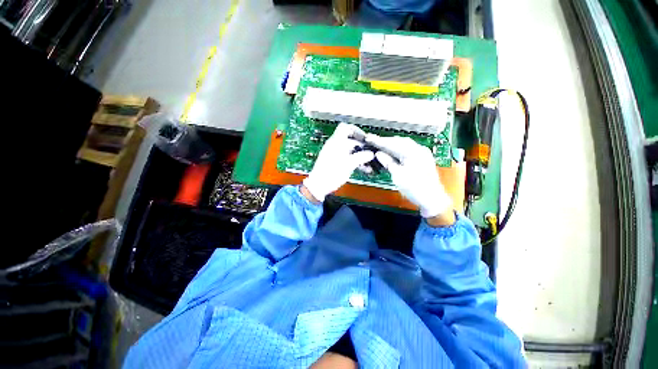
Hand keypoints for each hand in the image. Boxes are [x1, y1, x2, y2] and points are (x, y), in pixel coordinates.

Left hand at [302, 123, 374, 201]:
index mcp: (336, 142)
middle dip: (362, 147)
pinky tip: (362, 169)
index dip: (356, 131)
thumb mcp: (349, 164)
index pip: (345, 127)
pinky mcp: (335, 163)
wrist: (319, 185)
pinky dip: (355, 162)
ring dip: (360, 156)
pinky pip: (347, 158)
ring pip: (350, 151)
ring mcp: (334, 154)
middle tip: (370, 154)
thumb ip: (361, 157)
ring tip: (369, 164)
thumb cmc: (331, 173)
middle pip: (350, 141)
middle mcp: (335, 146)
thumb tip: (370, 154)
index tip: (364, 138)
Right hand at [366, 135, 452, 218]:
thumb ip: (388, 162)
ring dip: (392, 145)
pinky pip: (408, 150)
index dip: (380, 141)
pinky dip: (398, 150)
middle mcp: (419, 149)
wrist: (432, 199)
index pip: (393, 143)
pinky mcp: (422, 159)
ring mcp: (422, 154)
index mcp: (413, 152)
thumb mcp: (398, 175)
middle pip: (400, 141)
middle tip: (373, 141)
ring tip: (380, 146)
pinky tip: (391, 153)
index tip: (369, 139)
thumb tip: (378, 154)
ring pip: (404, 145)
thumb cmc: (415, 188)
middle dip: (386, 141)